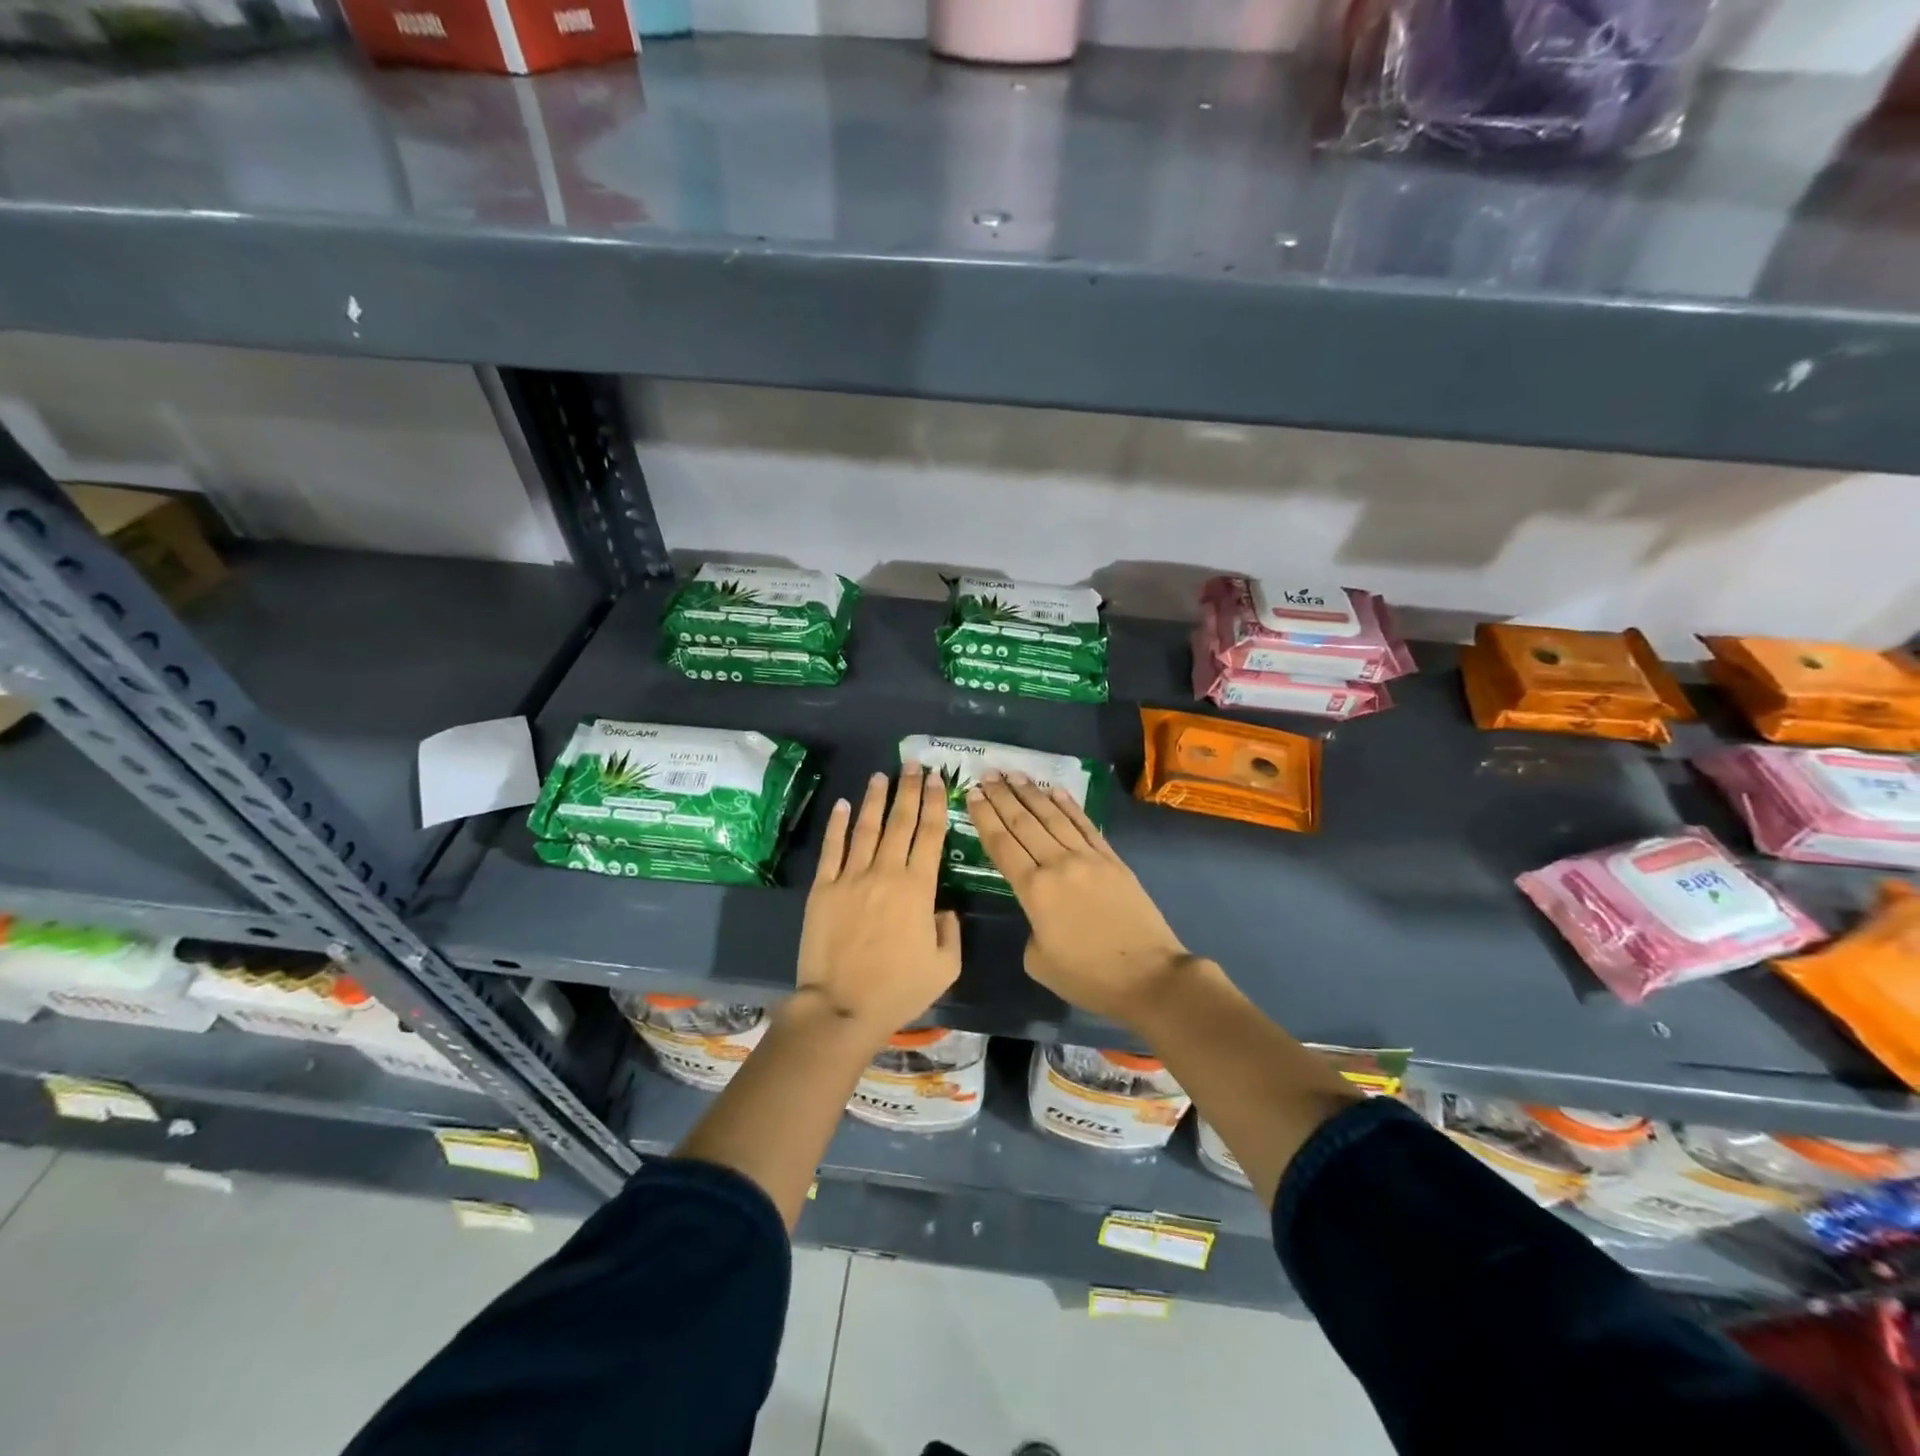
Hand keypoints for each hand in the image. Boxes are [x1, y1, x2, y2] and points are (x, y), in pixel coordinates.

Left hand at [795, 764, 961, 1046]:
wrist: (841, 1007)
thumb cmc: (898, 990)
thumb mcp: (945, 967)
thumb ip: (950, 931)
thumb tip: (942, 909)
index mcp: (918, 889)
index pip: (930, 835)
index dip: (935, 804)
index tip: (938, 780)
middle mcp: (886, 872)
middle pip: (900, 821)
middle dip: (909, 790)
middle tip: (914, 764)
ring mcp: (851, 877)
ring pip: (866, 828)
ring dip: (875, 799)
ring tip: (882, 776)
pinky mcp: (823, 888)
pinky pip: (832, 849)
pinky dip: (837, 824)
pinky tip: (843, 805)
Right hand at [966, 773, 1194, 1027]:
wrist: (1149, 976)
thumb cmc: (1089, 977)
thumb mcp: (1039, 962)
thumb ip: (1030, 928)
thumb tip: (1041, 913)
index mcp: (1034, 890)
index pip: (1002, 844)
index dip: (984, 817)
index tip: (972, 793)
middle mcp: (1058, 864)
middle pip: (1024, 823)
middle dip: (1002, 796)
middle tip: (987, 774)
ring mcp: (1088, 858)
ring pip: (1053, 817)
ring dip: (1031, 793)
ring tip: (1014, 774)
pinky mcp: (1112, 860)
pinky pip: (1085, 825)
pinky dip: (1068, 806)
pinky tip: (1055, 790)